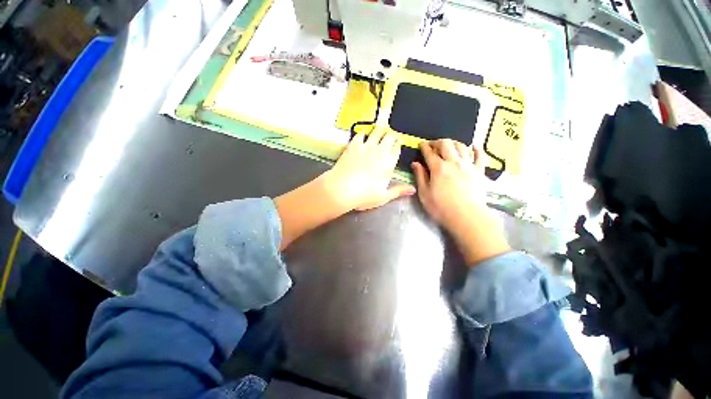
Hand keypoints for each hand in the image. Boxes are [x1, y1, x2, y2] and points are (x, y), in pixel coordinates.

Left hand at [326, 129, 414, 210]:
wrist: (341, 189)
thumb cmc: (364, 195)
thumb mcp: (383, 196)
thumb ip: (398, 191)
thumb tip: (413, 190)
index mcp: (389, 163)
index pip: (397, 149)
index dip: (398, 145)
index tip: (397, 144)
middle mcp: (380, 151)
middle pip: (389, 136)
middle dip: (391, 135)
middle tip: (389, 137)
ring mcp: (366, 146)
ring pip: (377, 131)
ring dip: (380, 130)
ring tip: (380, 130)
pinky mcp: (353, 145)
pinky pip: (361, 134)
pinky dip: (363, 134)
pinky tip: (362, 137)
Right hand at [412, 139, 509, 264]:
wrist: (467, 217)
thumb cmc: (441, 208)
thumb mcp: (424, 194)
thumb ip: (420, 176)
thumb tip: (415, 163)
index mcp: (438, 168)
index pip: (429, 153)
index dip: (424, 147)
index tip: (421, 144)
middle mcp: (454, 162)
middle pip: (446, 144)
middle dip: (437, 142)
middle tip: (433, 145)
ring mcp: (469, 166)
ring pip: (462, 146)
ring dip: (453, 143)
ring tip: (448, 146)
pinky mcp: (479, 172)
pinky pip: (480, 156)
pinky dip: (477, 149)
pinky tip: (474, 147)